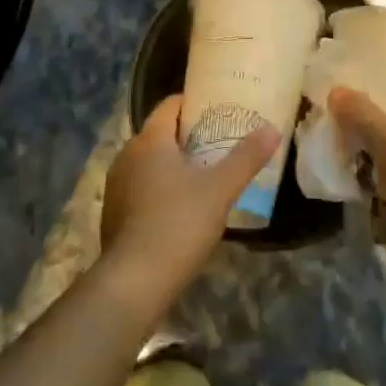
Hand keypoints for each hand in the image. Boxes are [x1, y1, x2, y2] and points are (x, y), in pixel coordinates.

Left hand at [100, 95, 277, 311]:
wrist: (134, 282)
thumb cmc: (178, 224)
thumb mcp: (220, 189)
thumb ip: (246, 157)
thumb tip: (272, 128)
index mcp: (149, 140)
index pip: (170, 105)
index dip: (194, 103)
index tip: (219, 109)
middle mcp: (127, 155)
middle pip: (160, 134)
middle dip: (188, 136)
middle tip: (220, 142)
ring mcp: (116, 186)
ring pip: (149, 163)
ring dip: (173, 164)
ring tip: (204, 174)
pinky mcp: (114, 214)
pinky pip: (141, 188)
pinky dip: (160, 189)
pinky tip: (181, 207)